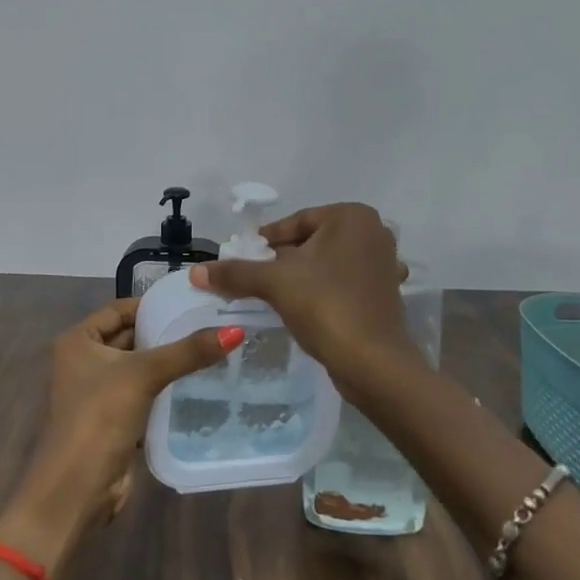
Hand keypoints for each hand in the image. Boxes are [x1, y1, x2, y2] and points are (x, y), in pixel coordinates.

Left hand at [0, 298, 240, 572]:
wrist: (76, 489)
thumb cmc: (99, 417)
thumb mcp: (144, 375)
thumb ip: (188, 352)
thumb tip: (236, 330)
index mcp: (78, 340)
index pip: (121, 308)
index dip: (154, 304)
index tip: (193, 301)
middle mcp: (84, 361)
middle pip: (131, 336)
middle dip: (166, 332)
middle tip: (211, 323)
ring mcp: (98, 392)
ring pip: (140, 367)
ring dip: (169, 361)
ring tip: (213, 349)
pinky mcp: (114, 419)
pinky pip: (144, 393)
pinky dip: (166, 388)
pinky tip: (199, 383)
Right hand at [192, 202, 414, 400]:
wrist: (373, 364)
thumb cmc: (326, 307)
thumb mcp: (275, 283)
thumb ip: (235, 273)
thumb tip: (195, 272)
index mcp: (352, 216)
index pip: (295, 223)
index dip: (264, 243)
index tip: (242, 260)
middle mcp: (374, 231)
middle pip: (310, 242)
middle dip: (282, 261)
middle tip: (254, 281)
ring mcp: (383, 263)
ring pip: (326, 264)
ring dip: (300, 278)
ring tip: (274, 297)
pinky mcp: (384, 292)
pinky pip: (343, 283)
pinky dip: (323, 292)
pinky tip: (306, 309)